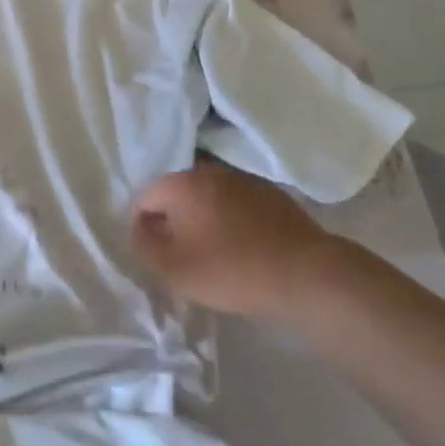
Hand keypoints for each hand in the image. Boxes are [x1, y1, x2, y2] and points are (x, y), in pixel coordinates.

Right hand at [130, 159, 337, 317]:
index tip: (155, 255)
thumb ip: (144, 247)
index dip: (142, 226)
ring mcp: (243, 180)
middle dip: (173, 221)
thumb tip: (138, 230)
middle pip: (177, 194)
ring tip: (213, 253)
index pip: (144, 196)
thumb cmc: (232, 270)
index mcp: (182, 184)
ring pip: (208, 198)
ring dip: (203, 220)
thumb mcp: (174, 270)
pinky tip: (243, 248)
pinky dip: (231, 221)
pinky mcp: (271, 194)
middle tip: (182, 256)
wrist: (306, 274)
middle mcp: (210, 171)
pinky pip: (236, 204)